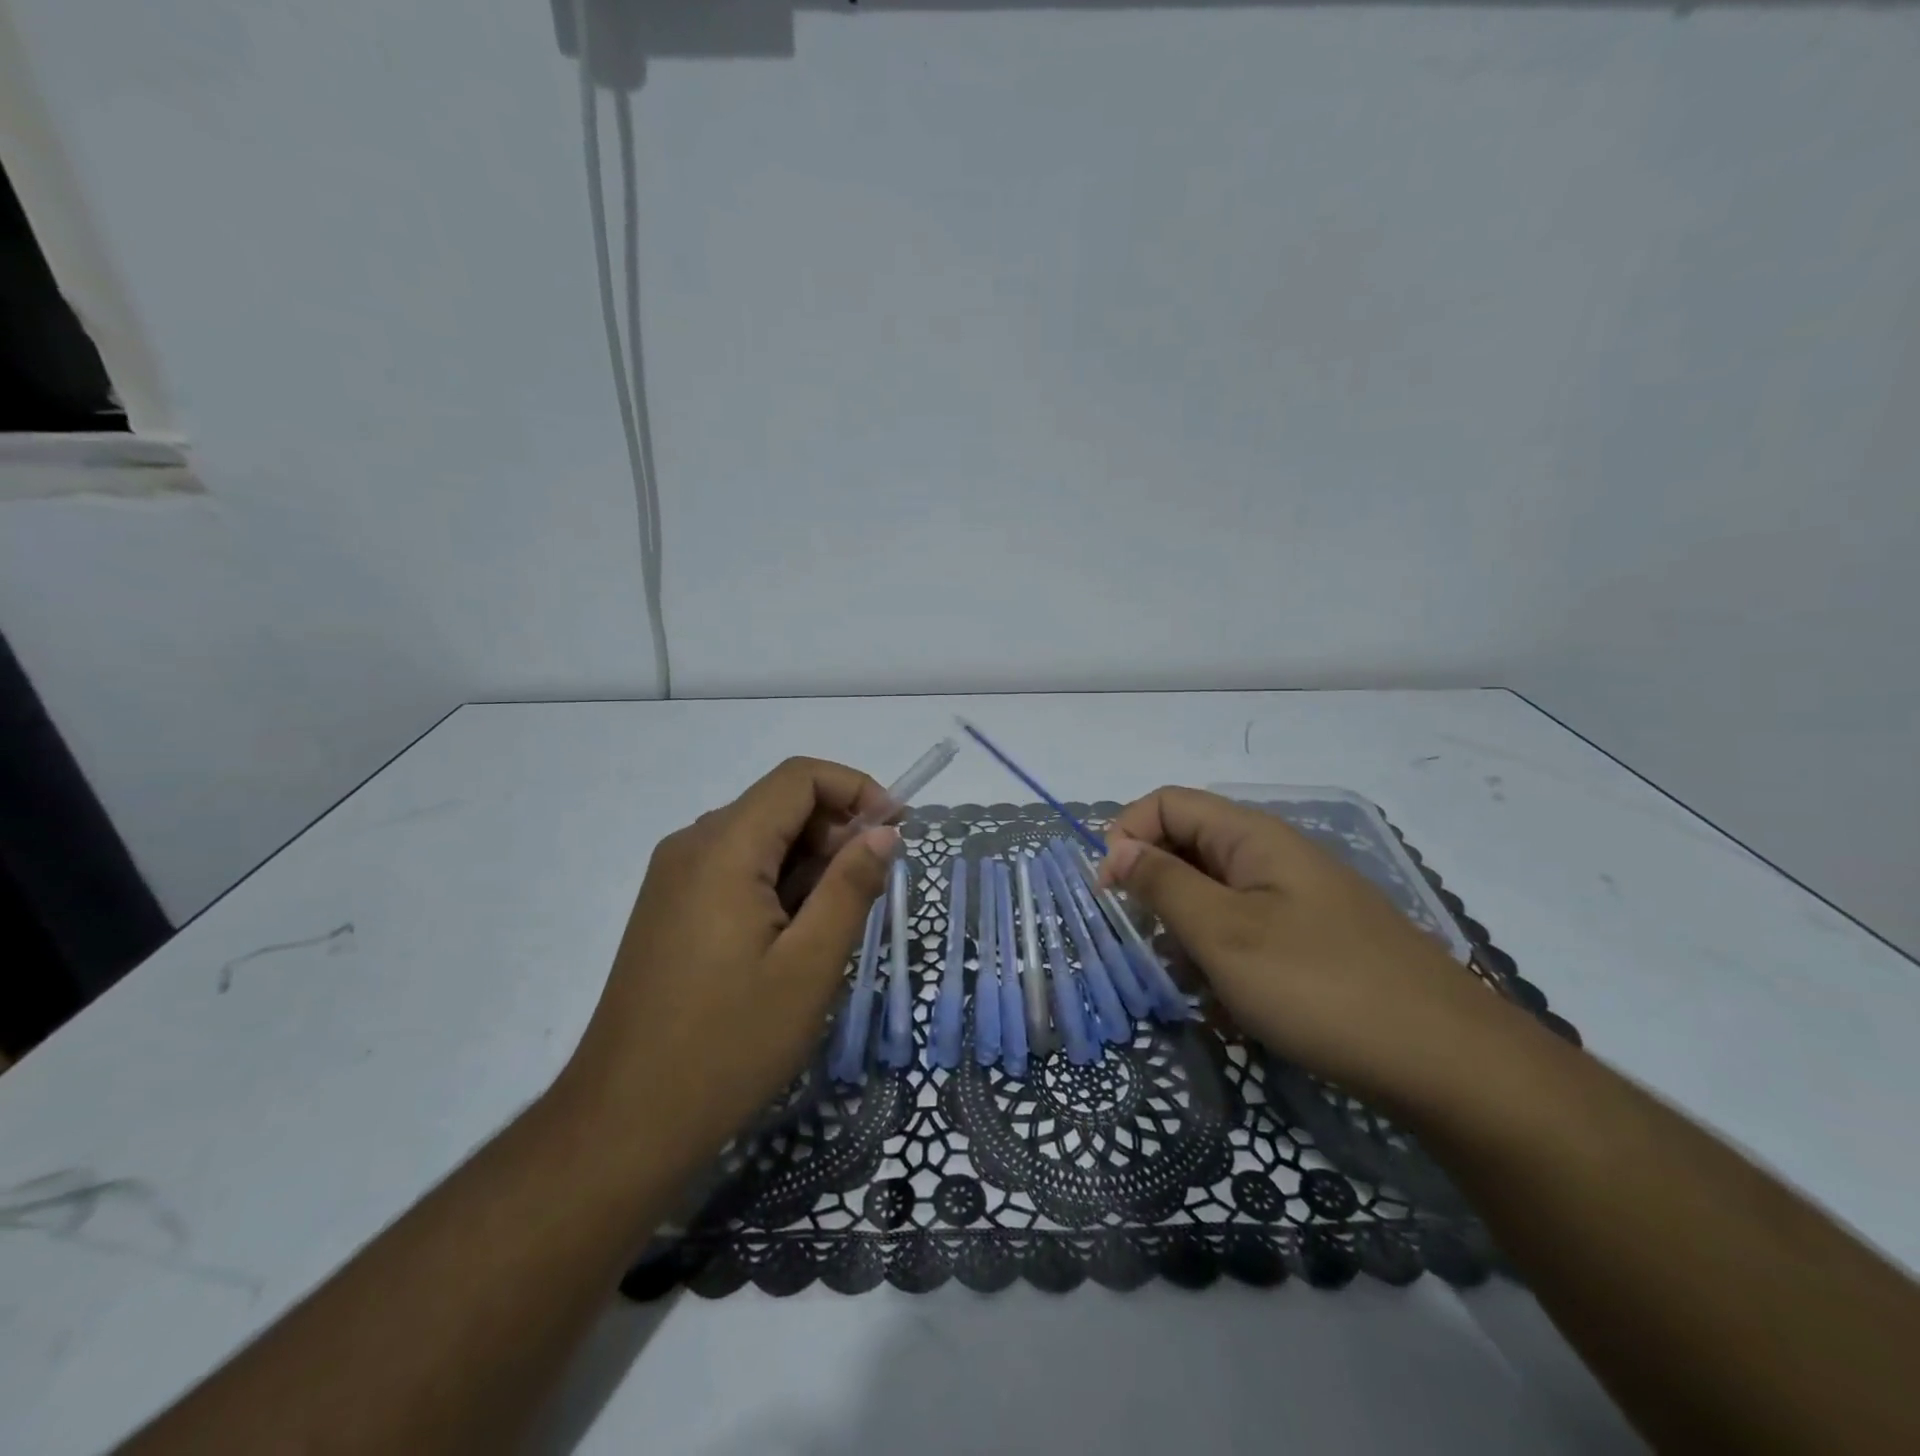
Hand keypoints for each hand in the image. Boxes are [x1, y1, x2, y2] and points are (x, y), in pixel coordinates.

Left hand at [562, 758, 897, 1165]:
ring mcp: (675, 878)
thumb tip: (884, 831)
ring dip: (810, 865)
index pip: (800, 777)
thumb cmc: (727, 1045)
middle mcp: (692, 846)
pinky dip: (779, 886)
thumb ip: (850, 887)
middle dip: (836, 833)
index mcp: (723, 848)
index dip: (856, 789)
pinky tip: (792, 942)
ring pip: (761, 840)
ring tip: (832, 929)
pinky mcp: (671, 909)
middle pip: (780, 805)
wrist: (623, 1123)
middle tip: (871, 892)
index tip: (897, 833)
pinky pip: (736, 871)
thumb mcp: (809, 966)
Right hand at [1101, 787, 1502, 1100]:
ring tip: (1195, 986)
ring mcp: (1297, 899)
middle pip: (1189, 848)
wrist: (1448, 1064)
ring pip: (1214, 895)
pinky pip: (1246, 931)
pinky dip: (1223, 959)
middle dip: (1156, 892)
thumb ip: (1163, 884)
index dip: (1126, 836)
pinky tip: (1230, 1005)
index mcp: (1252, 836)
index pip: (1166, 804)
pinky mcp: (1313, 940)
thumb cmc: (1320, 987)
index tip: (1109, 895)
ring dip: (1188, 933)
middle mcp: (1274, 856)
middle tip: (1151, 948)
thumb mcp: (1224, 934)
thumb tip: (1116, 847)